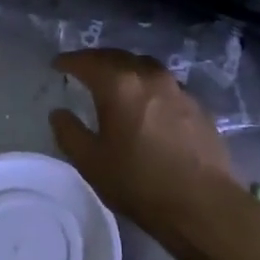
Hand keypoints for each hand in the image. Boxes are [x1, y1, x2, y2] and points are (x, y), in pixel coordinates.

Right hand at [49, 49, 248, 258]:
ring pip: (145, 66)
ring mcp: (178, 89)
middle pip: (118, 56)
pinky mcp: (197, 106)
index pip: (88, 62)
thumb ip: (69, 132)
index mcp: (119, 85)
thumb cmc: (138, 182)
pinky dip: (148, 86)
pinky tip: (146, 103)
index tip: (57, 65)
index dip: (69, 61)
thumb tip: (59, 113)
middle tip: (83, 68)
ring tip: (115, 82)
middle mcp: (149, 77)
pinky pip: (165, 84)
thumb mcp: (90, 162)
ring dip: (125, 68)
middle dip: (97, 59)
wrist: (202, 203)